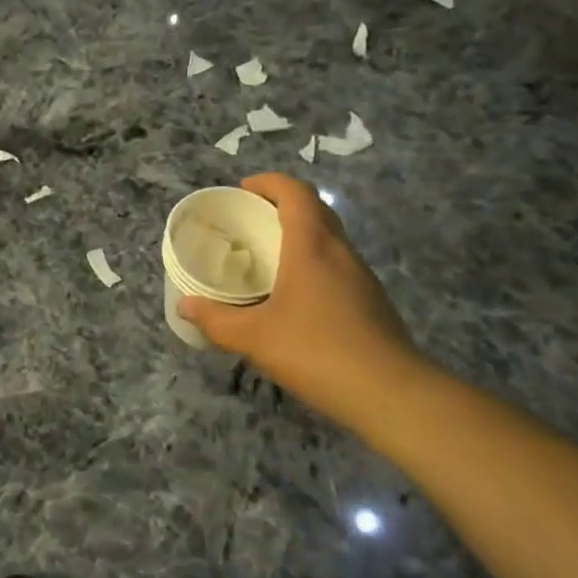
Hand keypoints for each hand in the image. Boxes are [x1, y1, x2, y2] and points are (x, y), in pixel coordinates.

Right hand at [178, 174, 425, 426]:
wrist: (393, 395)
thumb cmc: (318, 352)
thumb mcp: (255, 337)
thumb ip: (216, 320)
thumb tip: (184, 305)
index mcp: (312, 246)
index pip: (295, 192)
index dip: (269, 182)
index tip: (243, 190)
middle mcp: (340, 252)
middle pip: (314, 209)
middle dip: (281, 205)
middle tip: (250, 221)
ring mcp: (361, 277)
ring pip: (329, 238)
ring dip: (299, 235)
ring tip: (267, 257)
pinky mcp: (372, 302)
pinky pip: (337, 265)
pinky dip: (313, 264)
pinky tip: (295, 296)